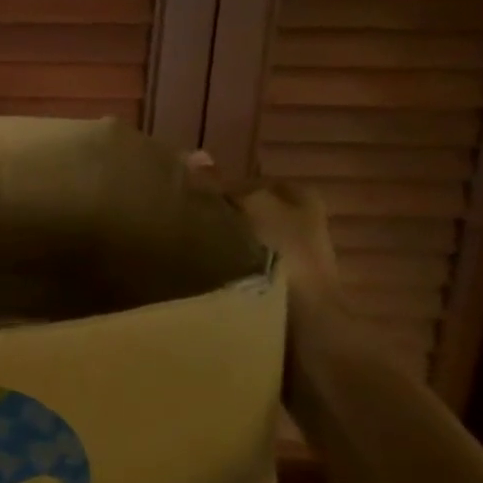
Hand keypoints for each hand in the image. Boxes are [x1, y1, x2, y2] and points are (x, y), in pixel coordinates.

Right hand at [185, 152, 340, 300]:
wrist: (306, 327)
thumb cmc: (285, 256)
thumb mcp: (252, 206)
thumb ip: (221, 183)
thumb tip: (193, 155)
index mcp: (299, 198)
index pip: (247, 183)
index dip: (215, 188)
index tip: (183, 198)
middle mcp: (298, 224)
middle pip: (242, 212)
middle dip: (214, 216)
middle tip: (177, 222)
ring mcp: (287, 260)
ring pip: (237, 242)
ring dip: (213, 246)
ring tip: (180, 249)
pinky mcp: (274, 290)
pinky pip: (236, 270)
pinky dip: (218, 271)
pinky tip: (196, 274)